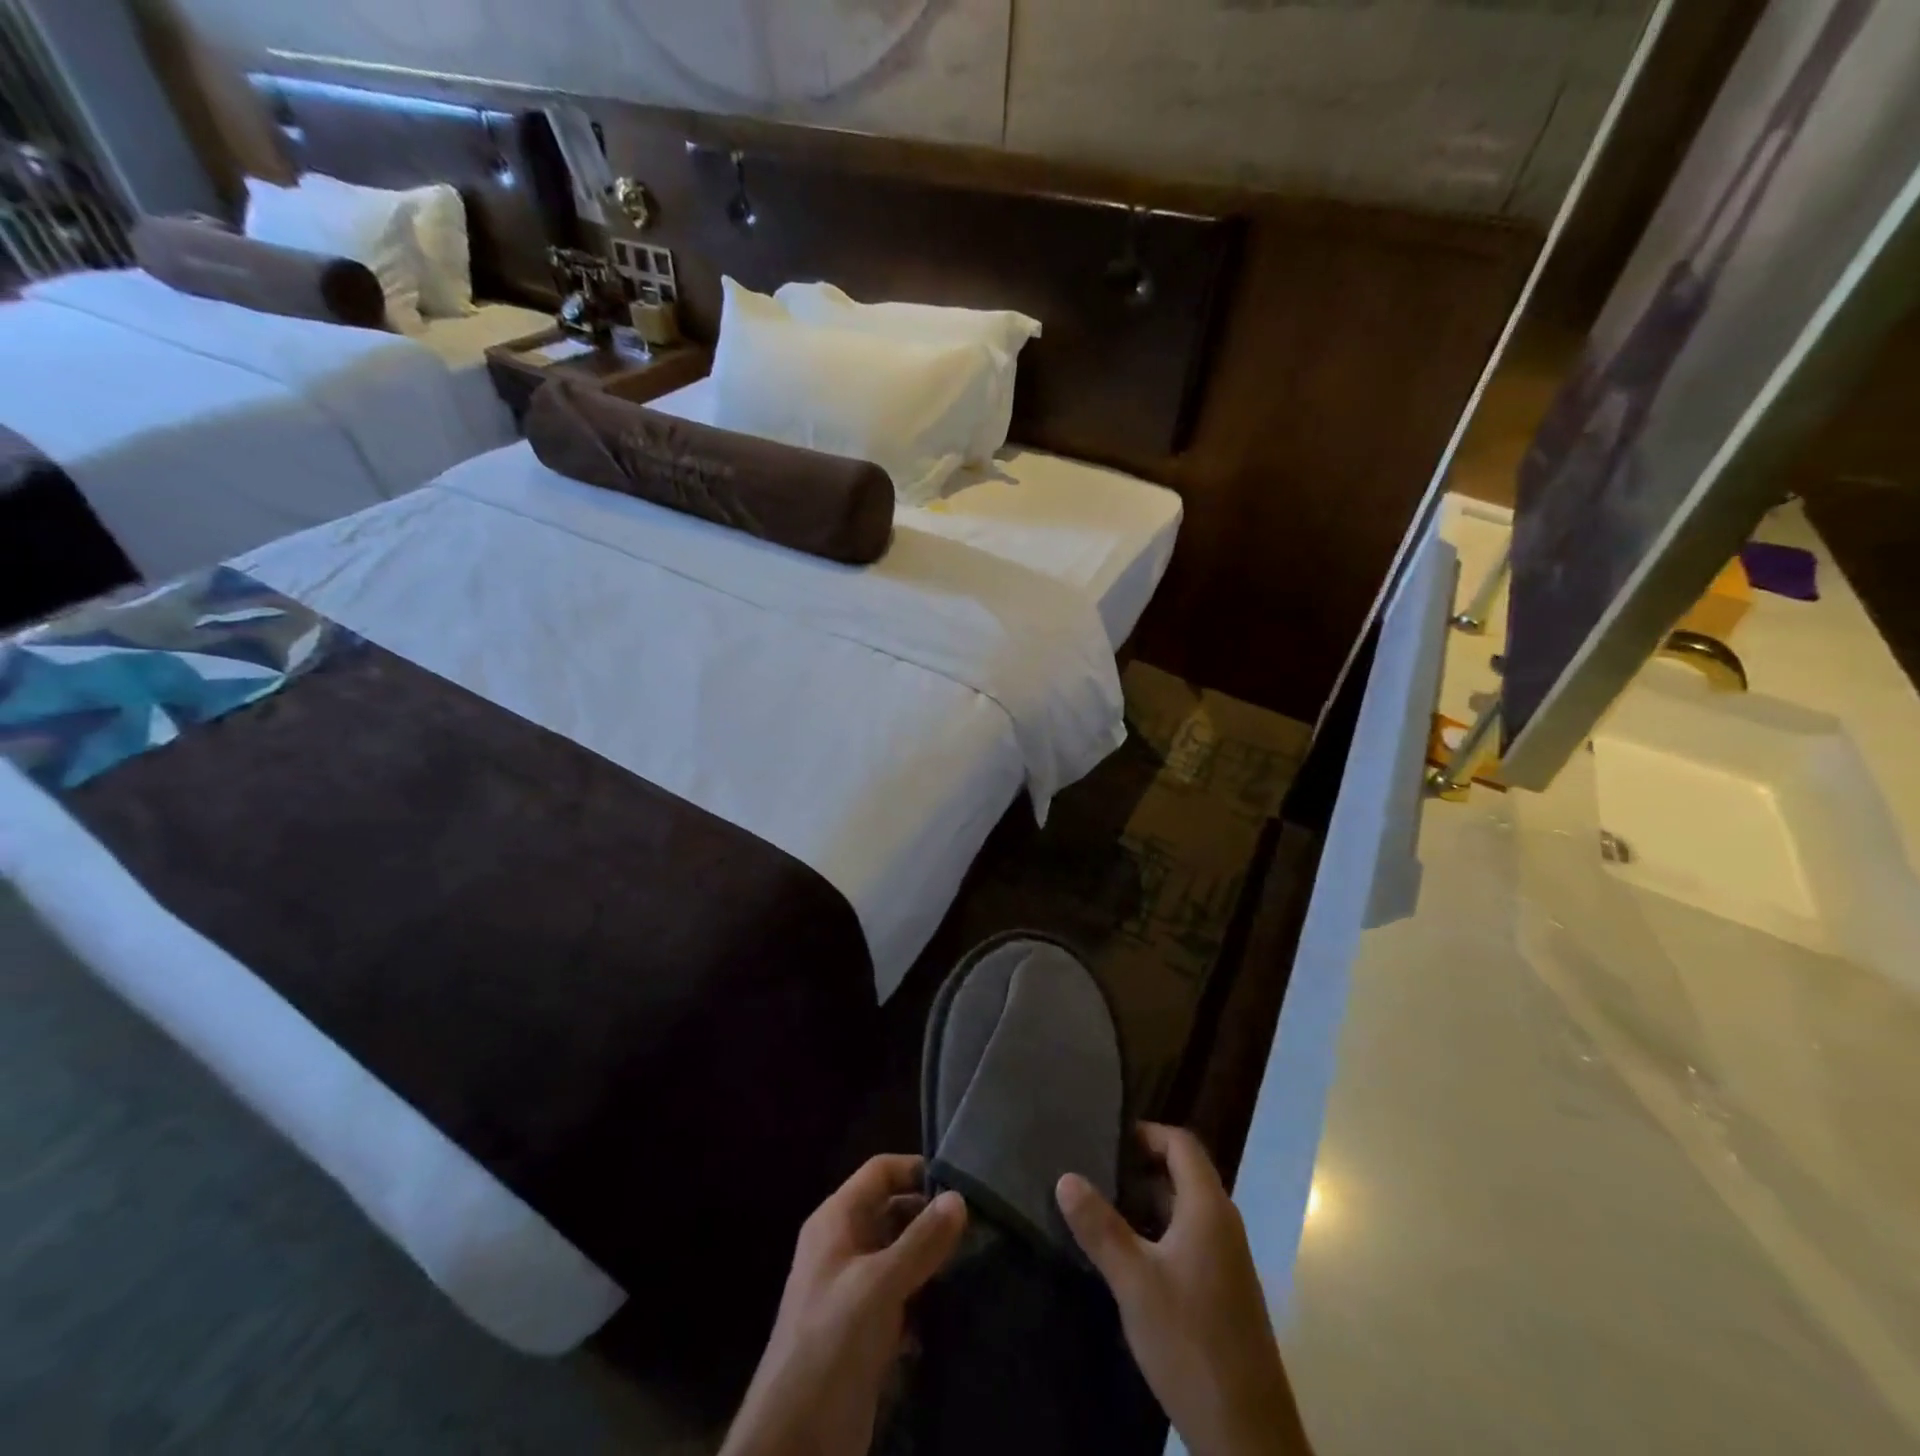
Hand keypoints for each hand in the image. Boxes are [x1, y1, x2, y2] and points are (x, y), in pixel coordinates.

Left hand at [721, 1155, 966, 1455]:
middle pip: (893, 1212)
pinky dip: (926, 1300)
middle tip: (979, 1227)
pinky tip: (957, 1308)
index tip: (961, 1183)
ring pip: (900, 1257)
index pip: (880, 1172)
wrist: (795, 1444)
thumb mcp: (879, 1285)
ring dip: (932, 1261)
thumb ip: (920, 1241)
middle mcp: (843, 1247)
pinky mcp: (866, 1332)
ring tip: (978, 1262)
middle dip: (931, 1218)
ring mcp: (854, 1291)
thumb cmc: (831, 1344)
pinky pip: (902, 1299)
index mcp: (835, 1221)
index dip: (916, 1170)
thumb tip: (959, 1198)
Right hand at [1057, 1123, 1311, 1455]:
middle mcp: (1224, 1224)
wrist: (1248, 1436)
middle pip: (1184, 1174)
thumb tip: (1066, 1176)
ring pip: (1185, 1210)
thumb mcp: (1134, 1282)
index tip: (1106, 1140)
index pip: (1181, 1144)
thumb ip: (1100, 1227)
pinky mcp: (1225, 1291)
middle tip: (1094, 1172)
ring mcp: (1228, 1260)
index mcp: (1208, 1209)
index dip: (1147, 1134)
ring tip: (1101, 1210)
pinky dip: (1160, 1234)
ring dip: (1148, 1204)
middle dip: (1140, 1168)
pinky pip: (1190, 1240)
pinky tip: (1128, 1260)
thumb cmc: (1190, 1342)